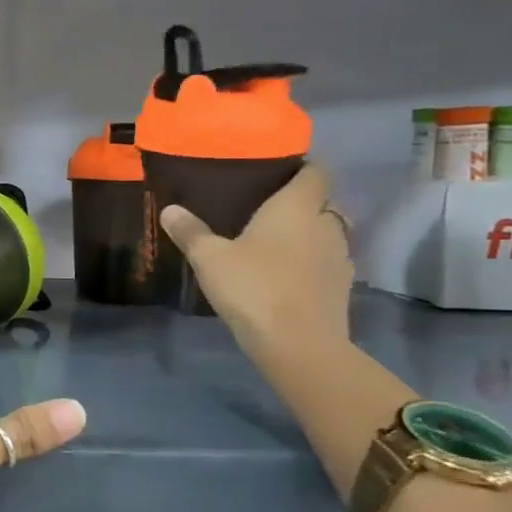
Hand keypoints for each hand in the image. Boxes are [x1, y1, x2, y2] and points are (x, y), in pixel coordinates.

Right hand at [159, 163, 353, 356]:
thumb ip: (191, 232)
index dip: (302, 166)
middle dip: (302, 202)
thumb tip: (170, 209)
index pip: (316, 171)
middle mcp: (325, 225)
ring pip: (327, 234)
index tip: (278, 170)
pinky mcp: (341, 288)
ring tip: (275, 242)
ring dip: (308, 234)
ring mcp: (339, 258)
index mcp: (297, 207)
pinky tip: (286, 274)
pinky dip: (311, 262)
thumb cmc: (254, 287)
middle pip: (324, 202)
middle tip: (267, 208)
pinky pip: (326, 263)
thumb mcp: (210, 258)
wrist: (298, 344)